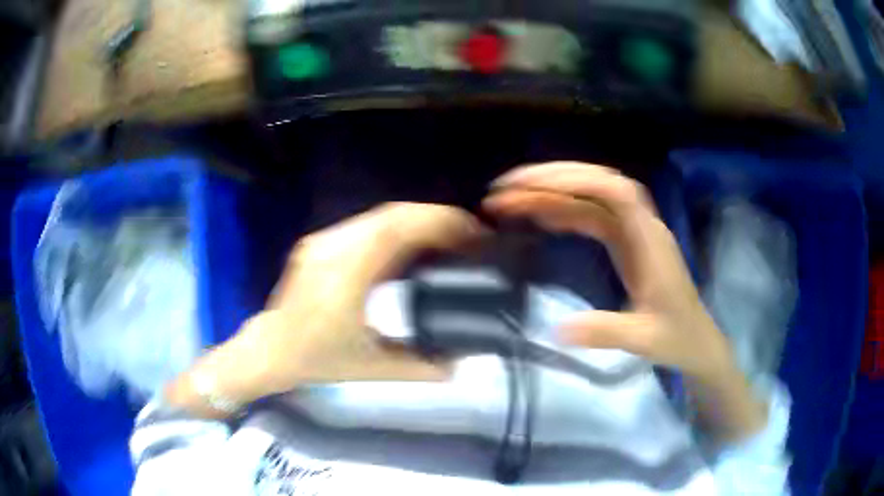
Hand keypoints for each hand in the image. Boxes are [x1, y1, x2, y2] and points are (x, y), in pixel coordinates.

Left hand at [166, 203, 483, 417]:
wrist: (268, 350)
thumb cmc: (314, 359)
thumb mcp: (371, 367)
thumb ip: (419, 367)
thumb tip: (459, 365)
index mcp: (344, 273)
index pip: (396, 228)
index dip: (439, 222)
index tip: (473, 232)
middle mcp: (332, 247)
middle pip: (391, 215)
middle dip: (436, 219)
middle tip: (469, 235)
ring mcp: (323, 242)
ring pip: (379, 218)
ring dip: (417, 223)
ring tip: (449, 240)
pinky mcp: (320, 245)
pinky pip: (366, 227)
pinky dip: (397, 231)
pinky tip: (414, 248)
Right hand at [484, 162, 766, 442]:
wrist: (696, 341)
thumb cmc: (677, 337)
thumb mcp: (644, 340)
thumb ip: (607, 331)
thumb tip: (557, 328)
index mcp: (649, 240)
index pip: (615, 192)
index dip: (576, 179)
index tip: (533, 186)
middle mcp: (641, 226)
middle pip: (597, 184)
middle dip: (552, 179)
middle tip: (507, 188)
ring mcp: (633, 233)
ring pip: (591, 198)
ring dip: (552, 193)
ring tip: (511, 199)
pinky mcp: (625, 244)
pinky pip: (591, 217)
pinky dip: (564, 211)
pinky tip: (541, 218)